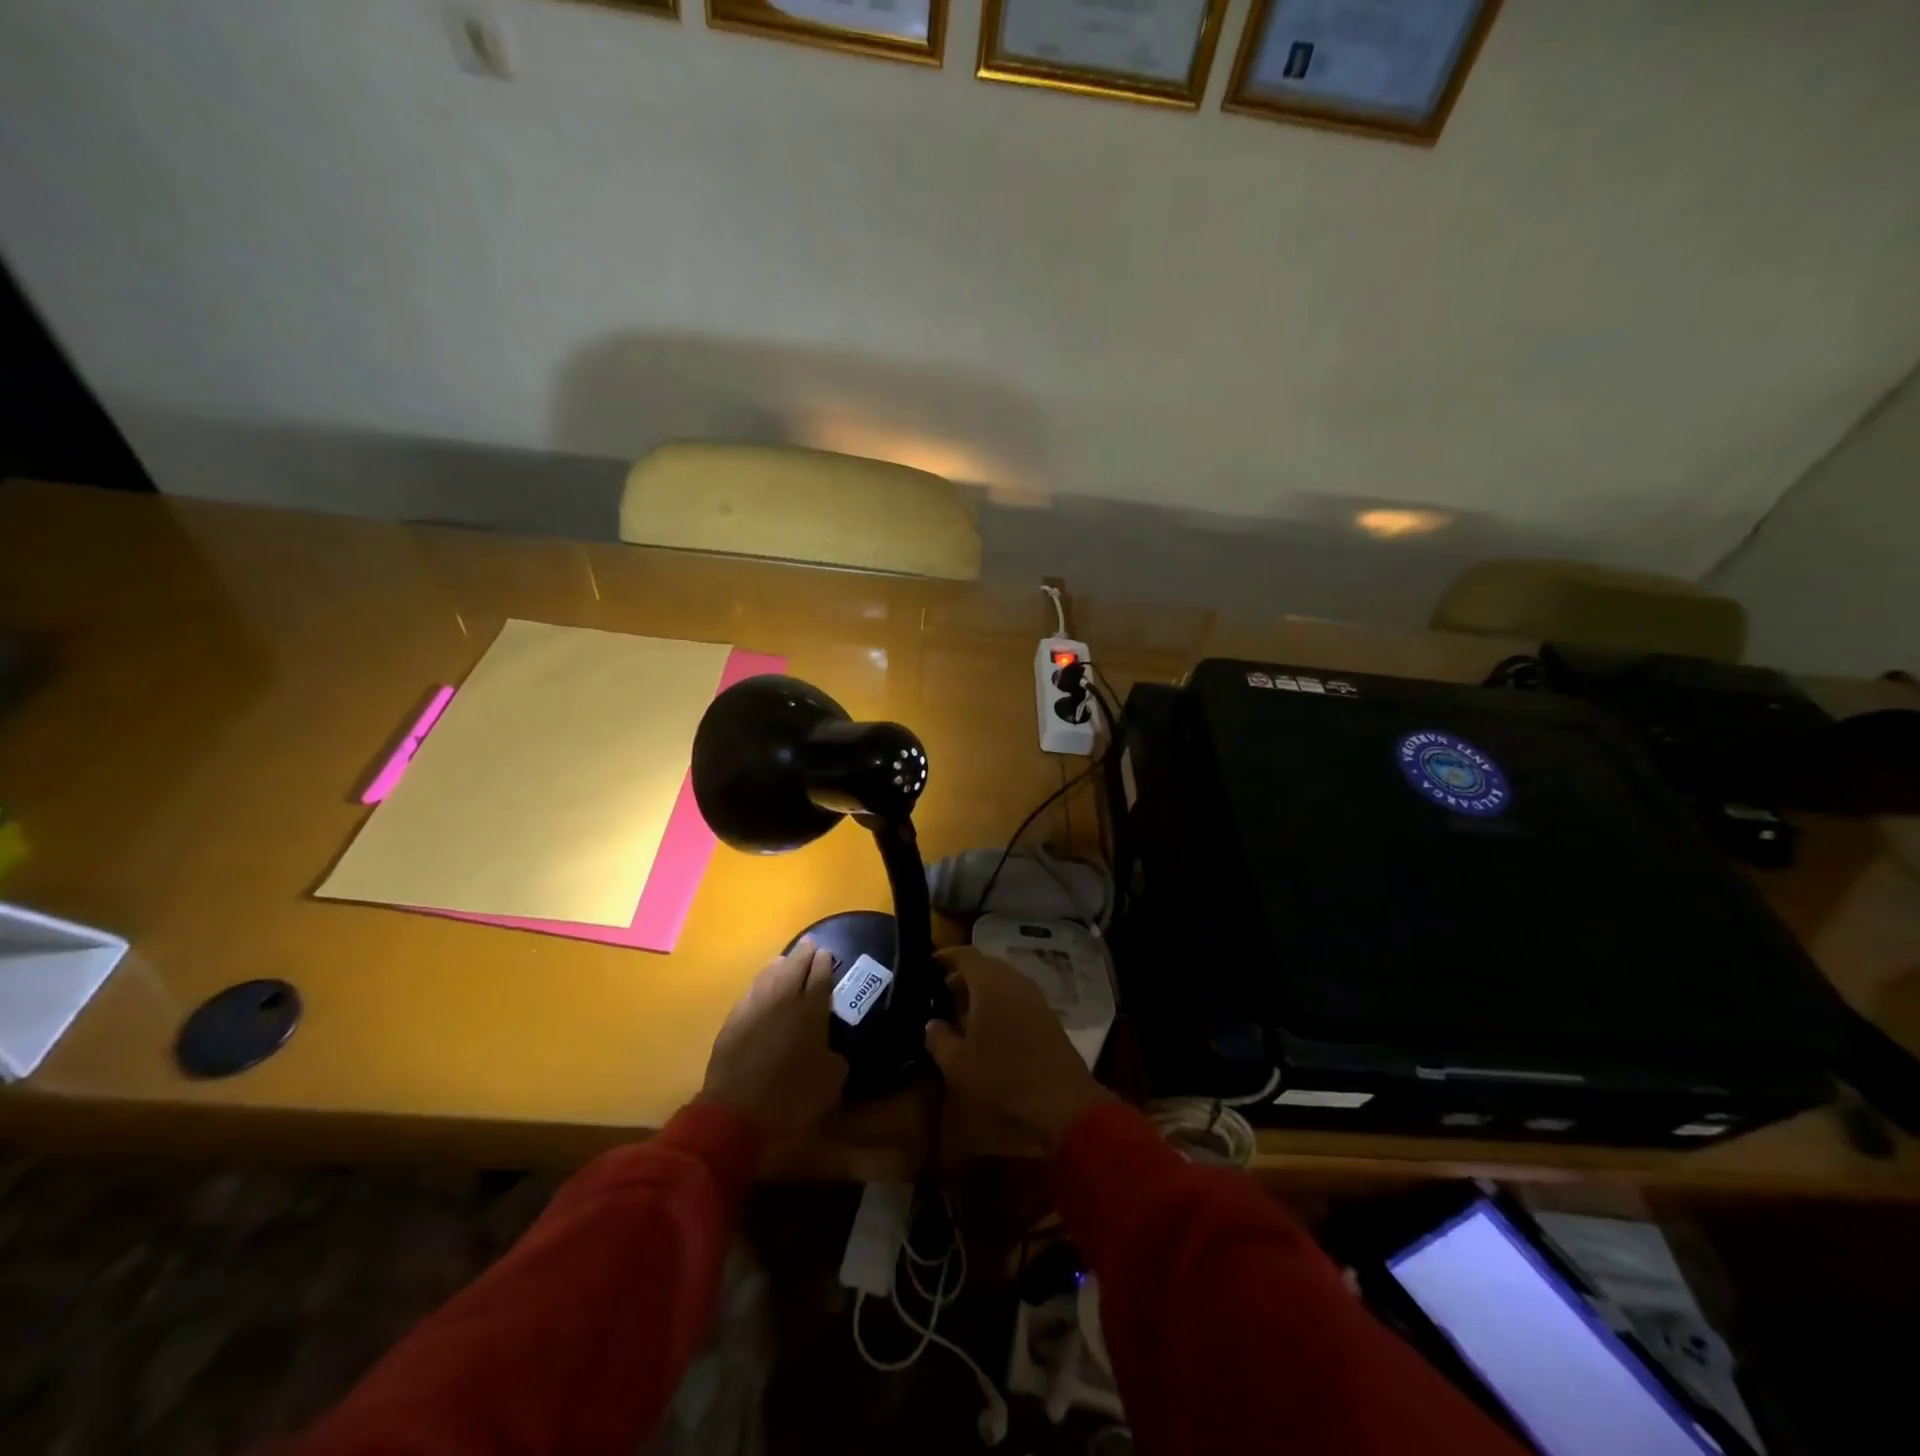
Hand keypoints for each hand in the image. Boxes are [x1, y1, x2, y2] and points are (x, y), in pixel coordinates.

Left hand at [697, 938, 847, 1139]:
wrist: (735, 1114)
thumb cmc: (790, 1098)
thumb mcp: (830, 1083)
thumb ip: (835, 1058)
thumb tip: (831, 1050)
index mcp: (811, 1012)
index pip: (820, 977)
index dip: (824, 963)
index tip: (826, 953)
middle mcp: (783, 1001)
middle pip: (794, 967)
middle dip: (803, 954)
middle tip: (809, 944)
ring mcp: (754, 1008)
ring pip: (769, 975)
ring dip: (779, 965)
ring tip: (784, 960)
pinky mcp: (733, 1021)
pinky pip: (751, 992)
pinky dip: (760, 984)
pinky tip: (762, 987)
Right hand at [924, 947, 1115, 1150]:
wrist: (1062, 1102)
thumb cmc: (1002, 1078)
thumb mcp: (957, 1064)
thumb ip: (939, 1038)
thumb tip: (932, 1023)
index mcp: (990, 983)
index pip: (966, 954)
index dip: (946, 956)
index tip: (930, 964)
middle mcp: (1014, 980)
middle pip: (986, 965)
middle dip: (964, 975)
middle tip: (943, 993)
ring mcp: (1035, 996)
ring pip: (1003, 981)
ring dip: (982, 990)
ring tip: (963, 1013)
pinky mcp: (1048, 1014)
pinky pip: (1017, 996)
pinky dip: (1000, 1002)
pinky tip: (990, 1028)